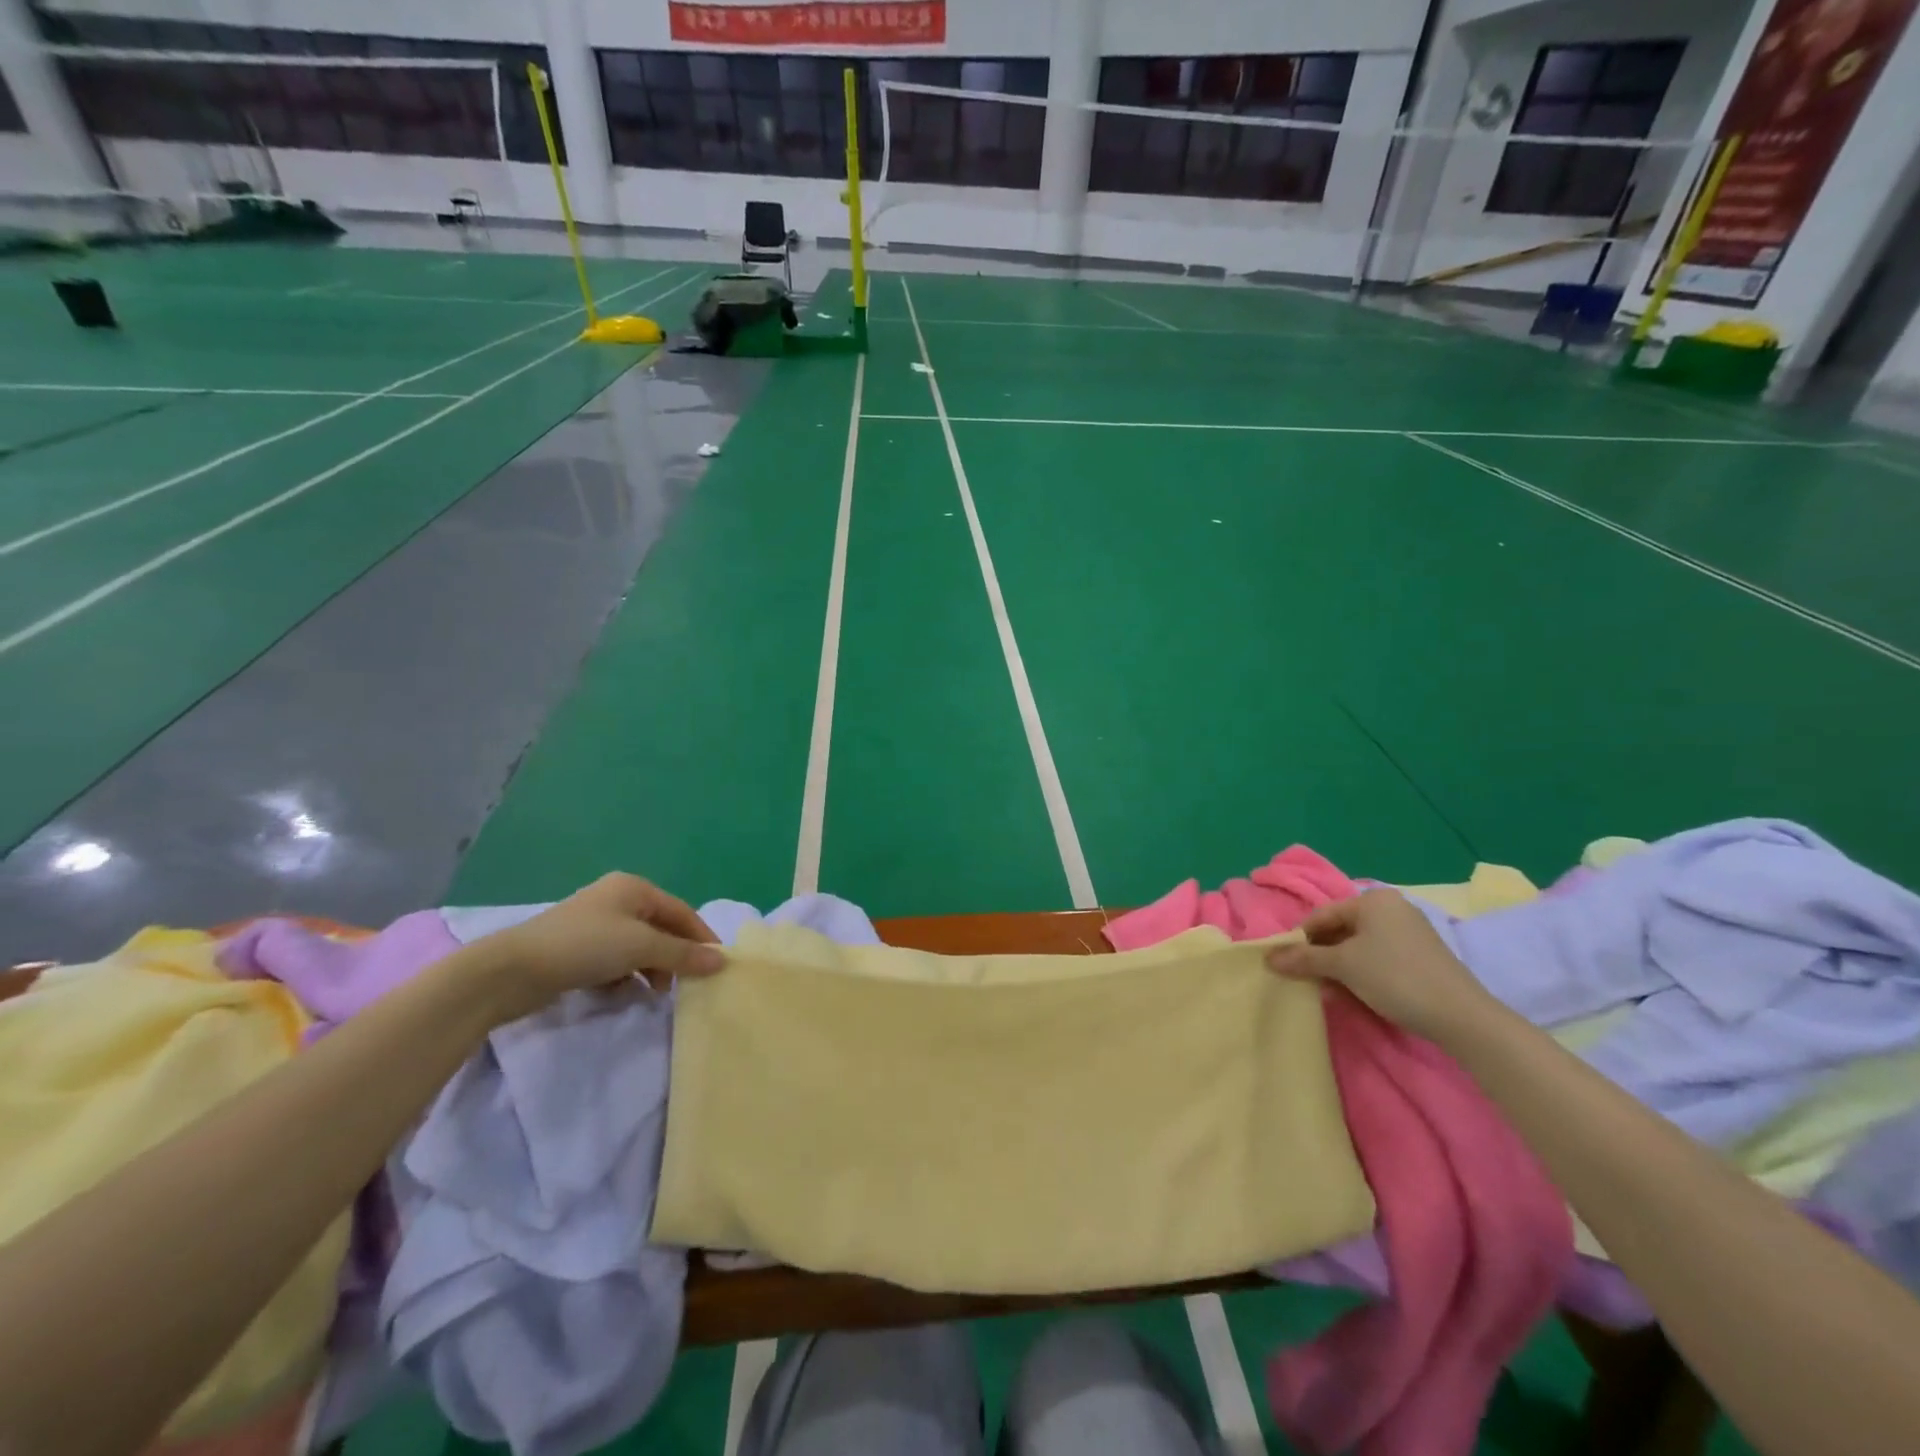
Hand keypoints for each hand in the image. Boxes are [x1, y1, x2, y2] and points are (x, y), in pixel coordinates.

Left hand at [473, 873, 725, 1023]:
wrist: (512, 970)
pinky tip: (625, 994)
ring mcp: (595, 925)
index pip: (681, 911)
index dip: (701, 937)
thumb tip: (722, 961)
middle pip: (660, 929)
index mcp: (634, 888)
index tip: (717, 965)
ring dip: (651, 969)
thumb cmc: (585, 946)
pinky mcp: (577, 950)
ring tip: (656, 993)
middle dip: (675, 956)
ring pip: (638, 947)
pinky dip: (626, 976)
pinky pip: (615, 961)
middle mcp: (617, 900)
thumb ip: (683, 954)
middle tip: (686, 984)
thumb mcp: (641, 947)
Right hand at [1265, 888, 1493, 1041]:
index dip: (1300, 939)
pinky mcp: (1421, 956)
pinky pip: (1379, 956)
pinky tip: (1354, 992)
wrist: (1461, 1016)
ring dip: (1339, 966)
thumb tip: (1268, 957)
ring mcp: (1410, 931)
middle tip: (1305, 978)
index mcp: (1373, 900)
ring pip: (1359, 945)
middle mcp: (1392, 907)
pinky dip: (1361, 971)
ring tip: (1327, 989)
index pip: (1322, 914)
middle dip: (1321, 954)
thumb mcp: (1342, 966)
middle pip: (1341, 929)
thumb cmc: (1394, 977)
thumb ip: (1304, 958)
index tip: (1286, 963)